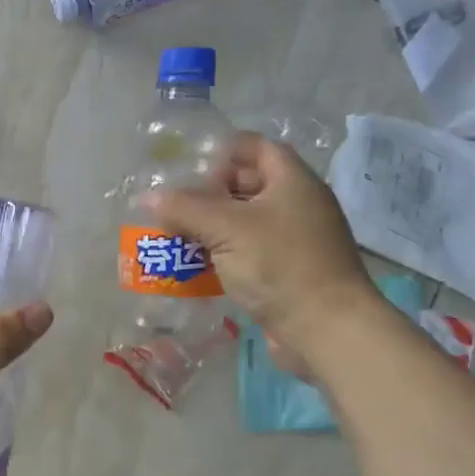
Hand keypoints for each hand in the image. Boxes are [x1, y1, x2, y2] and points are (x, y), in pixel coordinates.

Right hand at [144, 132, 375, 362]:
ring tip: (175, 239)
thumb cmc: (278, 265)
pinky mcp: (288, 272)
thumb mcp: (225, 229)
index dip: (221, 153)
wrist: (325, 328)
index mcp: (292, 181)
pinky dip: (222, 256)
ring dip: (210, 230)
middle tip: (175, 209)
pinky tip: (196, 269)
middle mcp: (298, 204)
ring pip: (245, 223)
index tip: (188, 171)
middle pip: (247, 186)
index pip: (255, 148)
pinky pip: (249, 253)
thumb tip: (149, 198)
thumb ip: (185, 209)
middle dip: (208, 195)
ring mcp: (294, 240)